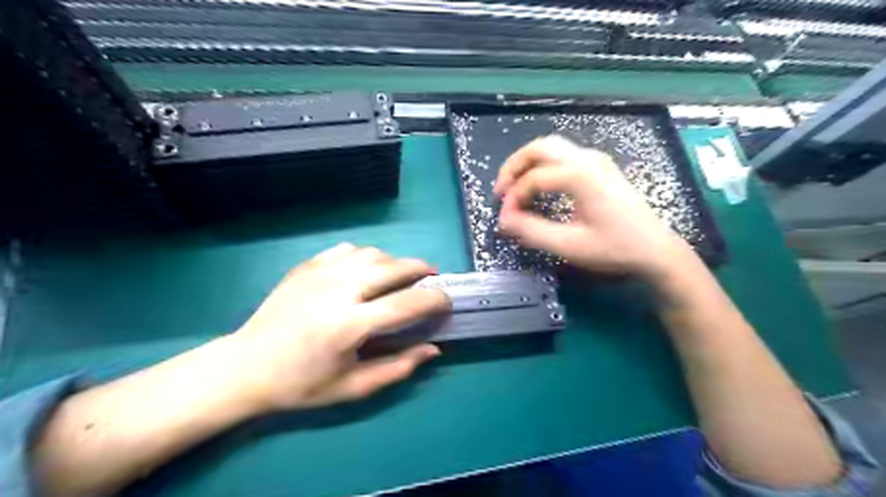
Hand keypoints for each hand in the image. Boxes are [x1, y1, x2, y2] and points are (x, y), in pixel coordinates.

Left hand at [229, 245, 449, 411]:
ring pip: (373, 253)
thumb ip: (398, 368)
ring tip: (400, 278)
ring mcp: (320, 273)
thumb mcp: (353, 387)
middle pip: (394, 267)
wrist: (246, 367)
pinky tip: (366, 272)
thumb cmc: (301, 384)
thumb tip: (433, 349)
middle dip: (421, 270)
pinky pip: (348, 250)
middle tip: (431, 280)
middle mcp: (338, 291)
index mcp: (349, 325)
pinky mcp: (307, 266)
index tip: (446, 303)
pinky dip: (366, 257)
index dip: (435, 300)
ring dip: (394, 263)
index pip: (407, 303)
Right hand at [496, 134, 694, 279]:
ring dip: (528, 164)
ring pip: (551, 148)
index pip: (533, 179)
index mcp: (580, 175)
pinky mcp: (600, 166)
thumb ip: (532, 231)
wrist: (656, 250)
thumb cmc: (615, 248)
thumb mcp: (570, 245)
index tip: (505, 220)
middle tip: (501, 192)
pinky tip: (540, 186)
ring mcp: (596, 159)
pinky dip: (543, 166)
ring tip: (515, 188)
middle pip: (539, 148)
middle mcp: (587, 158)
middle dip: (514, 167)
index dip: (513, 198)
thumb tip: (504, 220)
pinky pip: (563, 155)